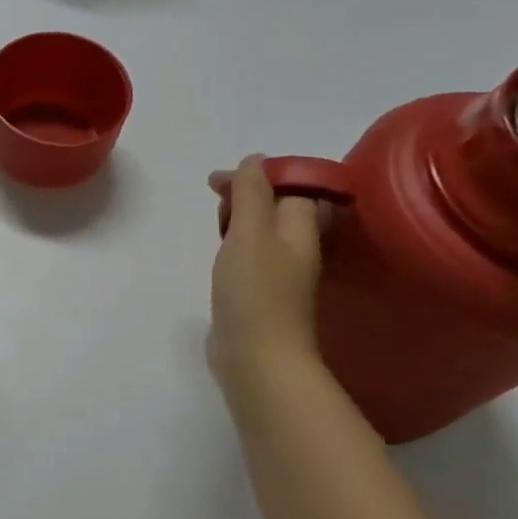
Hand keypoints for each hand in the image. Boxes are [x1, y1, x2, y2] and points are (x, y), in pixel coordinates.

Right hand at [208, 155, 326, 401]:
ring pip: (261, 231)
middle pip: (276, 206)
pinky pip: (250, 254)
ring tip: (216, 226)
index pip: (292, 186)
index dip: (259, 175)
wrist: (257, 358)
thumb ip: (251, 193)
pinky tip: (220, 254)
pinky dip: (233, 245)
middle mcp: (297, 248)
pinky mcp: (262, 293)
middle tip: (216, 203)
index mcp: (301, 230)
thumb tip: (256, 159)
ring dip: (238, 220)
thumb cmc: (255, 291)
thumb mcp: (249, 233)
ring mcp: (281, 273)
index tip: (220, 182)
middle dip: (245, 196)